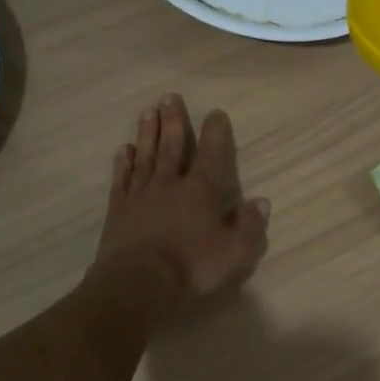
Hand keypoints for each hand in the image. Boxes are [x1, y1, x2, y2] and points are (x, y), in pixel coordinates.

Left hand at [93, 92, 269, 314]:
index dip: (215, 133)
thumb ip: (250, 226)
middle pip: (172, 146)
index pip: (212, 155)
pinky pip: (122, 179)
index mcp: (201, 192)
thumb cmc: (191, 267)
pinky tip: (124, 149)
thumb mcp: (235, 253)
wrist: (137, 283)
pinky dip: (124, 163)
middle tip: (170, 97)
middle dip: (174, 121)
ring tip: (148, 112)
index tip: (215, 112)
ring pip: (146, 156)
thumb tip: (261, 202)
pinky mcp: (119, 209)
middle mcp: (170, 184)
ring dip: (148, 133)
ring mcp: (141, 195)